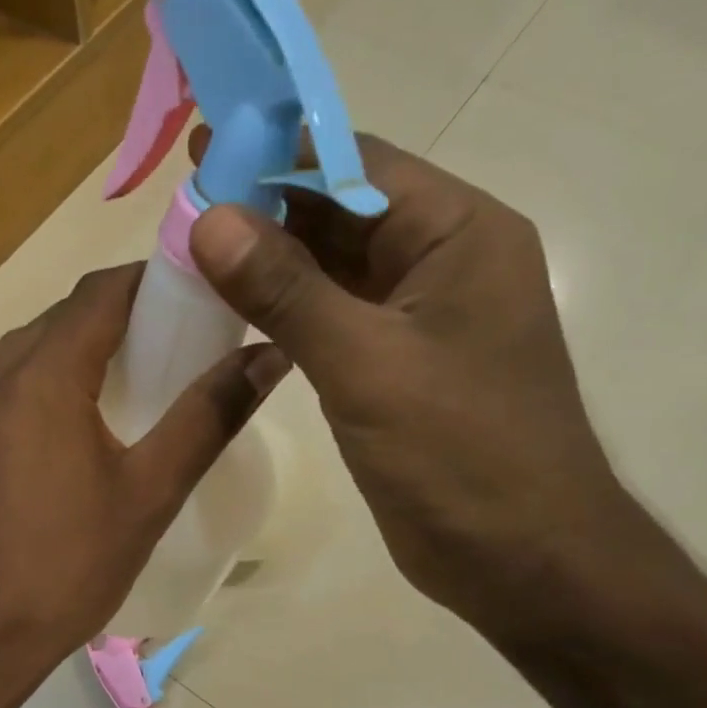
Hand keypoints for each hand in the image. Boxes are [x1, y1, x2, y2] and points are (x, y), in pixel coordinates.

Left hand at [0, 263, 286, 707]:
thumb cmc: (70, 565)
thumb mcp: (151, 492)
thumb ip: (209, 416)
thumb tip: (269, 355)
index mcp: (43, 376)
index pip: (100, 294)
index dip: (151, 282)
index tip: (197, 293)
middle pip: (64, 316)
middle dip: (120, 315)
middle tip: (176, 341)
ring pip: (31, 348)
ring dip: (81, 347)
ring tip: (133, 379)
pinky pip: (8, 384)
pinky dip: (47, 380)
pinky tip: (77, 423)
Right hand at [188, 132, 652, 640]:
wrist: (521, 559)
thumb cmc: (461, 454)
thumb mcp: (367, 364)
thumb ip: (287, 290)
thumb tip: (209, 218)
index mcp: (458, 234)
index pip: (358, 164)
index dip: (280, 152)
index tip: (206, 148)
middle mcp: (442, 261)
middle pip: (342, 210)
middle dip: (267, 205)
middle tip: (185, 201)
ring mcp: (418, 317)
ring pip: (333, 267)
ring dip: (270, 259)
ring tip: (193, 248)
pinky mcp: (395, 364)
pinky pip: (332, 316)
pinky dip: (284, 309)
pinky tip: (233, 308)